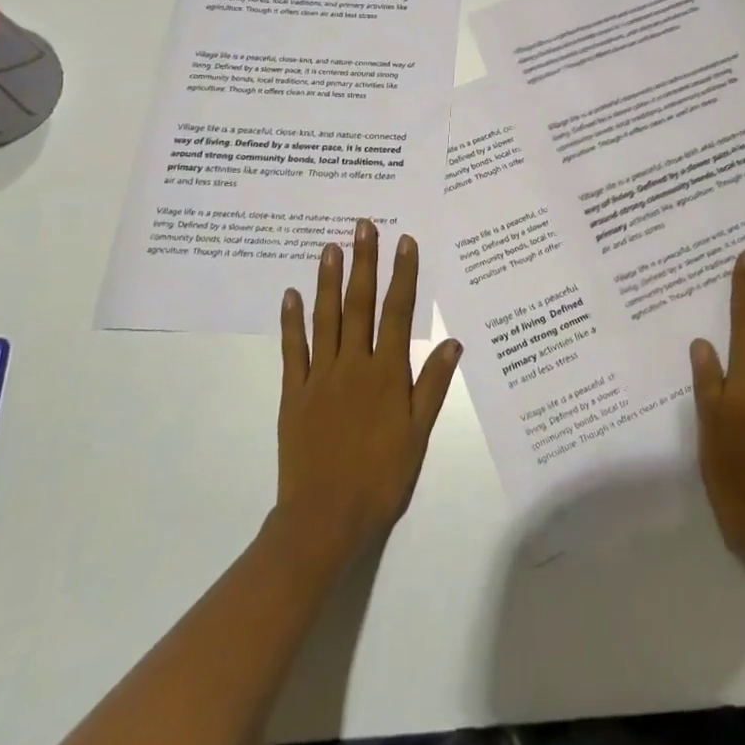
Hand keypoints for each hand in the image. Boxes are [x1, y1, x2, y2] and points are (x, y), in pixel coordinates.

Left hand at [273, 220, 462, 570]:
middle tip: (363, 226)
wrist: (325, 517)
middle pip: (360, 304)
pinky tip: (291, 295)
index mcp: (386, 374)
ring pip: (326, 318)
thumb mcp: (417, 434)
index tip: (404, 242)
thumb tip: (452, 341)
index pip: (397, 313)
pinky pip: (293, 350)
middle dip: (364, 262)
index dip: (402, 275)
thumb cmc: (380, 477)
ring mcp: (320, 377)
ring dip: (329, 280)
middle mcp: (353, 365)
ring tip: (331, 247)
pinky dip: (292, 321)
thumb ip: (432, 386)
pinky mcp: (294, 393)